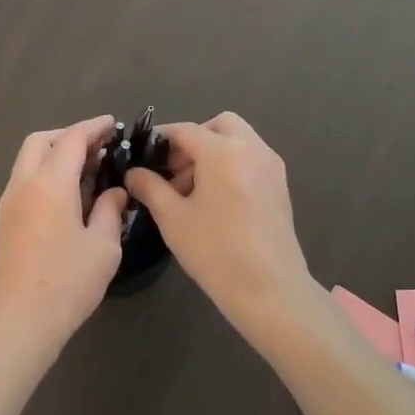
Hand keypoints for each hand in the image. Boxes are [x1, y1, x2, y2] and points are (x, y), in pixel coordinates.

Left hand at [0, 116, 129, 362]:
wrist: (16, 324)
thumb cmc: (66, 283)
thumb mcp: (103, 247)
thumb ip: (111, 211)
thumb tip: (114, 192)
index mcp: (50, 184)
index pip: (72, 139)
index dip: (94, 127)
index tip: (114, 124)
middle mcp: (24, 185)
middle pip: (41, 141)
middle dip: (69, 135)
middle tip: (99, 147)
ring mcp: (8, 204)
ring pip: (28, 160)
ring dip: (55, 154)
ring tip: (87, 170)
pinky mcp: (4, 222)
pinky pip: (25, 181)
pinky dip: (46, 174)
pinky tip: (68, 195)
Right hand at [123, 113, 317, 337]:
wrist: (270, 289)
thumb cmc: (216, 251)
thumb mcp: (173, 218)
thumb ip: (150, 187)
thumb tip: (134, 172)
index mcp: (223, 151)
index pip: (184, 130)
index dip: (160, 140)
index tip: (143, 157)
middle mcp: (251, 148)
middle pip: (219, 125)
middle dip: (194, 140)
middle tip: (173, 171)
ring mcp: (271, 165)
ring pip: (238, 140)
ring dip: (213, 152)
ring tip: (191, 191)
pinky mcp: (280, 185)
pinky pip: (251, 159)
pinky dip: (231, 165)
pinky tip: (216, 200)